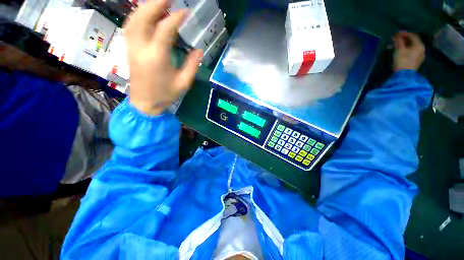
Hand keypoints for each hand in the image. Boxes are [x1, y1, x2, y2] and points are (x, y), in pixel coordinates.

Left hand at [124, 0, 202, 114]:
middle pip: (143, 18)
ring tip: (158, 3)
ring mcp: (132, 48)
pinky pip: (130, 27)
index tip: (186, 12)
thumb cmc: (166, 95)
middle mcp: (141, 49)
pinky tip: (146, 14)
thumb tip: (199, 50)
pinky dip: (138, 16)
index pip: (164, 30)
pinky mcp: (129, 50)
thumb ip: (192, 66)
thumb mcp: (184, 83)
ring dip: (145, 7)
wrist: (145, 103)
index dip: (175, 18)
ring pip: (134, 20)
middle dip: (155, 4)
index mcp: (157, 58)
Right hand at [392, 31, 424, 71]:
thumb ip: (399, 41)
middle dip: (405, 39)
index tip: (397, 33)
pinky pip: (412, 51)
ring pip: (413, 46)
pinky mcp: (417, 60)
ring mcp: (420, 55)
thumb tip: (397, 35)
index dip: (404, 33)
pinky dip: (407, 49)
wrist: (404, 75)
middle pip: (413, 41)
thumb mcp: (399, 49)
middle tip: (397, 38)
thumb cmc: (402, 61)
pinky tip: (402, 50)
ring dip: (405, 44)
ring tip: (398, 44)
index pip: (412, 35)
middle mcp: (422, 48)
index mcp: (419, 45)